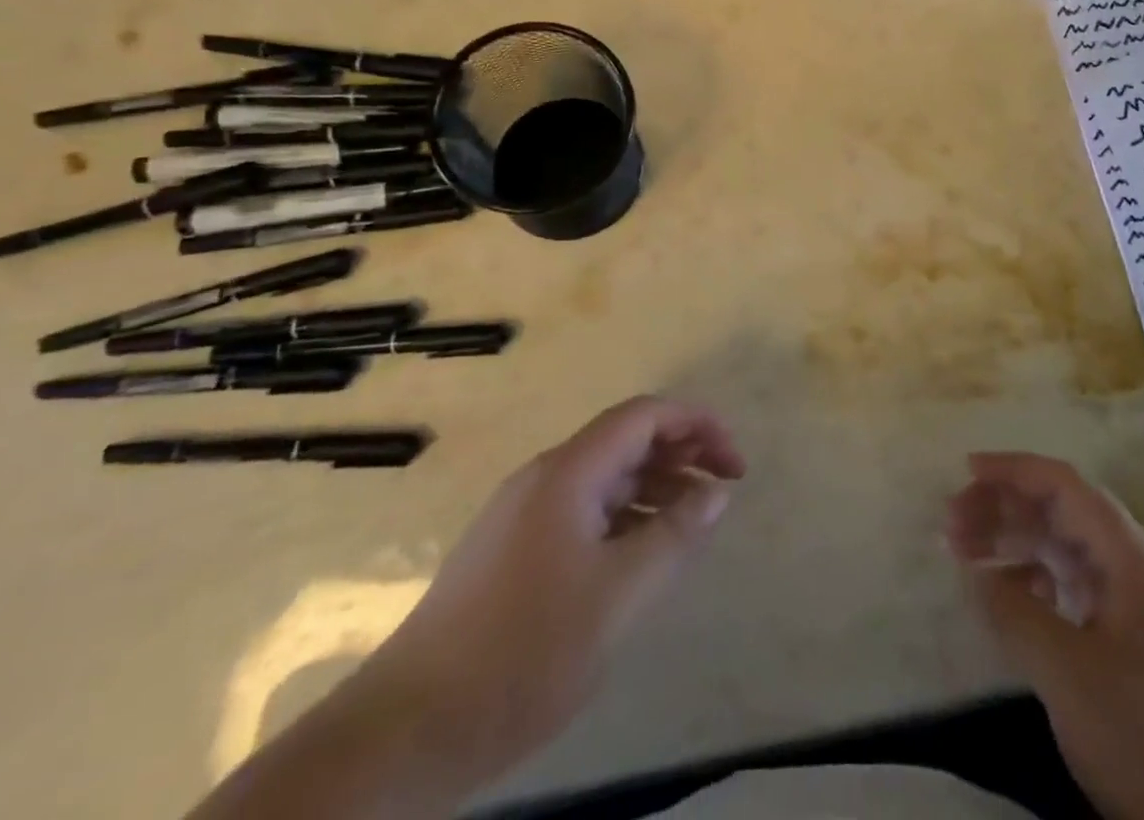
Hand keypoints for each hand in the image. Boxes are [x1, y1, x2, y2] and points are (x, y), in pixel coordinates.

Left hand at [366, 397, 745, 782]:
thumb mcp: (619, 596)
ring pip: (604, 477)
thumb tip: (716, 492)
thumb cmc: (525, 651)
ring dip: (654, 486)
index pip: (644, 415)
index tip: (734, 462)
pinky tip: (641, 552)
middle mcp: (545, 476)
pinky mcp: (512, 548)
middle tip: (723, 487)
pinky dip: (624, 515)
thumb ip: (674, 536)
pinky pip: (583, 509)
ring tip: (693, 522)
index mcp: (569, 471)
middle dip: (680, 453)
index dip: (696, 425)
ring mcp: (524, 512)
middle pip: (625, 440)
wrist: (409, 728)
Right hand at [948, 453, 1143, 819]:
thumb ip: (1015, 613)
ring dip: (1018, 544)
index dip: (1014, 470)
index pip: (1066, 486)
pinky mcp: (1139, 644)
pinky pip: (1079, 588)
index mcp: (1132, 560)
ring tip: (966, 554)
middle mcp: (1139, 570)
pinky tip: (1012, 599)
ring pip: (1069, 551)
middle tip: (953, 525)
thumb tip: (978, 575)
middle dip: (1006, 509)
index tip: (967, 471)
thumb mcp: (1069, 676)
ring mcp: (1142, 608)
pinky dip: (1039, 582)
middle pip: (1065, 513)